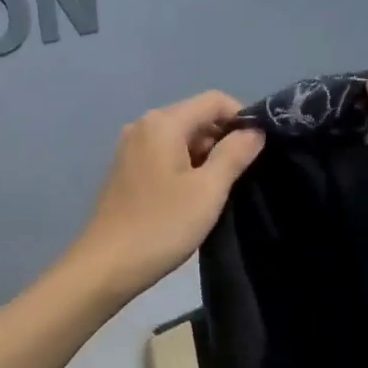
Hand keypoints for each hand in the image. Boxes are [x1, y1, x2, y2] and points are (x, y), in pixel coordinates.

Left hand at [70, 91, 265, 303]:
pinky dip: (186, 167)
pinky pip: (166, 156)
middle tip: (244, 175)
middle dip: (224, 139)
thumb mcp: (208, 190)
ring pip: (182, 139)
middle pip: (197, 117)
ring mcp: (131, 149)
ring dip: (207, 157)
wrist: (107, 266)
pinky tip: (195, 198)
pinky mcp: (127, 171)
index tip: (260, 149)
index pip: (214, 100)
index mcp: (163, 123)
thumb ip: (235, 154)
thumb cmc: (162, 225)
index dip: (242, 118)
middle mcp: (143, 126)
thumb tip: (255, 130)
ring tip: (222, 190)